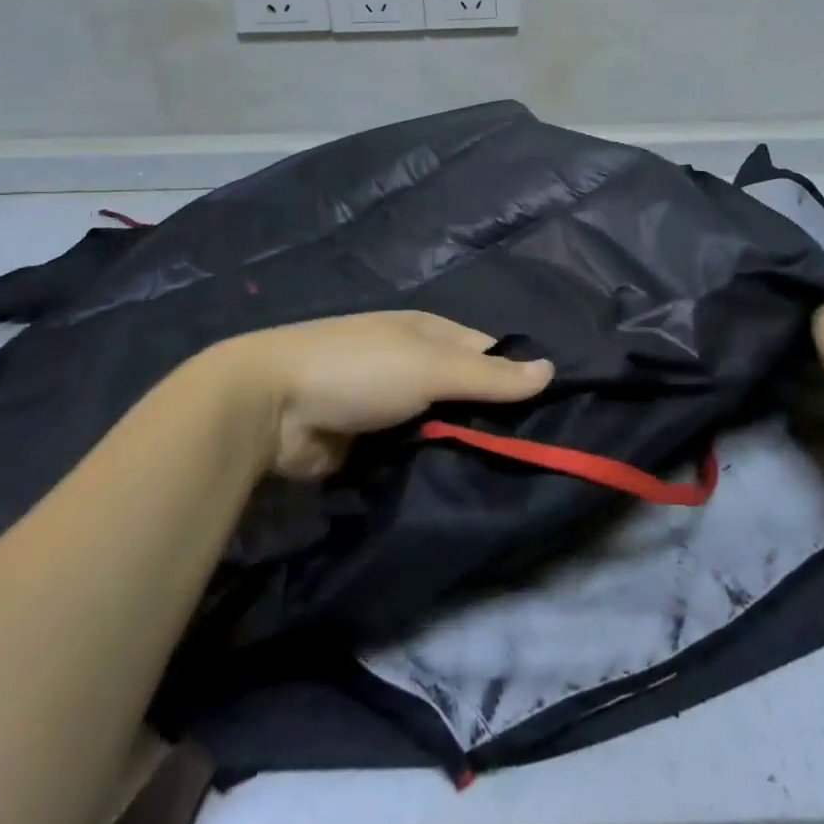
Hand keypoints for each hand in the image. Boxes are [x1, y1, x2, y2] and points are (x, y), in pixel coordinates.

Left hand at [233, 312, 553, 479]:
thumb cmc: (360, 369)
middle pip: (466, 393)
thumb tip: (551, 370)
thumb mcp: (431, 367)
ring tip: (510, 481)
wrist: (271, 408)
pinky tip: (462, 489)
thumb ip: (489, 376)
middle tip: (538, 458)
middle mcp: (413, 364)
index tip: (553, 415)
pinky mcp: (371, 444)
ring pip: (442, 427)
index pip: (488, 353)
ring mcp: (391, 405)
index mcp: (429, 333)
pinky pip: (415, 454)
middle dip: (492, 420)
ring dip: (463, 448)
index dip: (517, 377)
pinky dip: (433, 467)